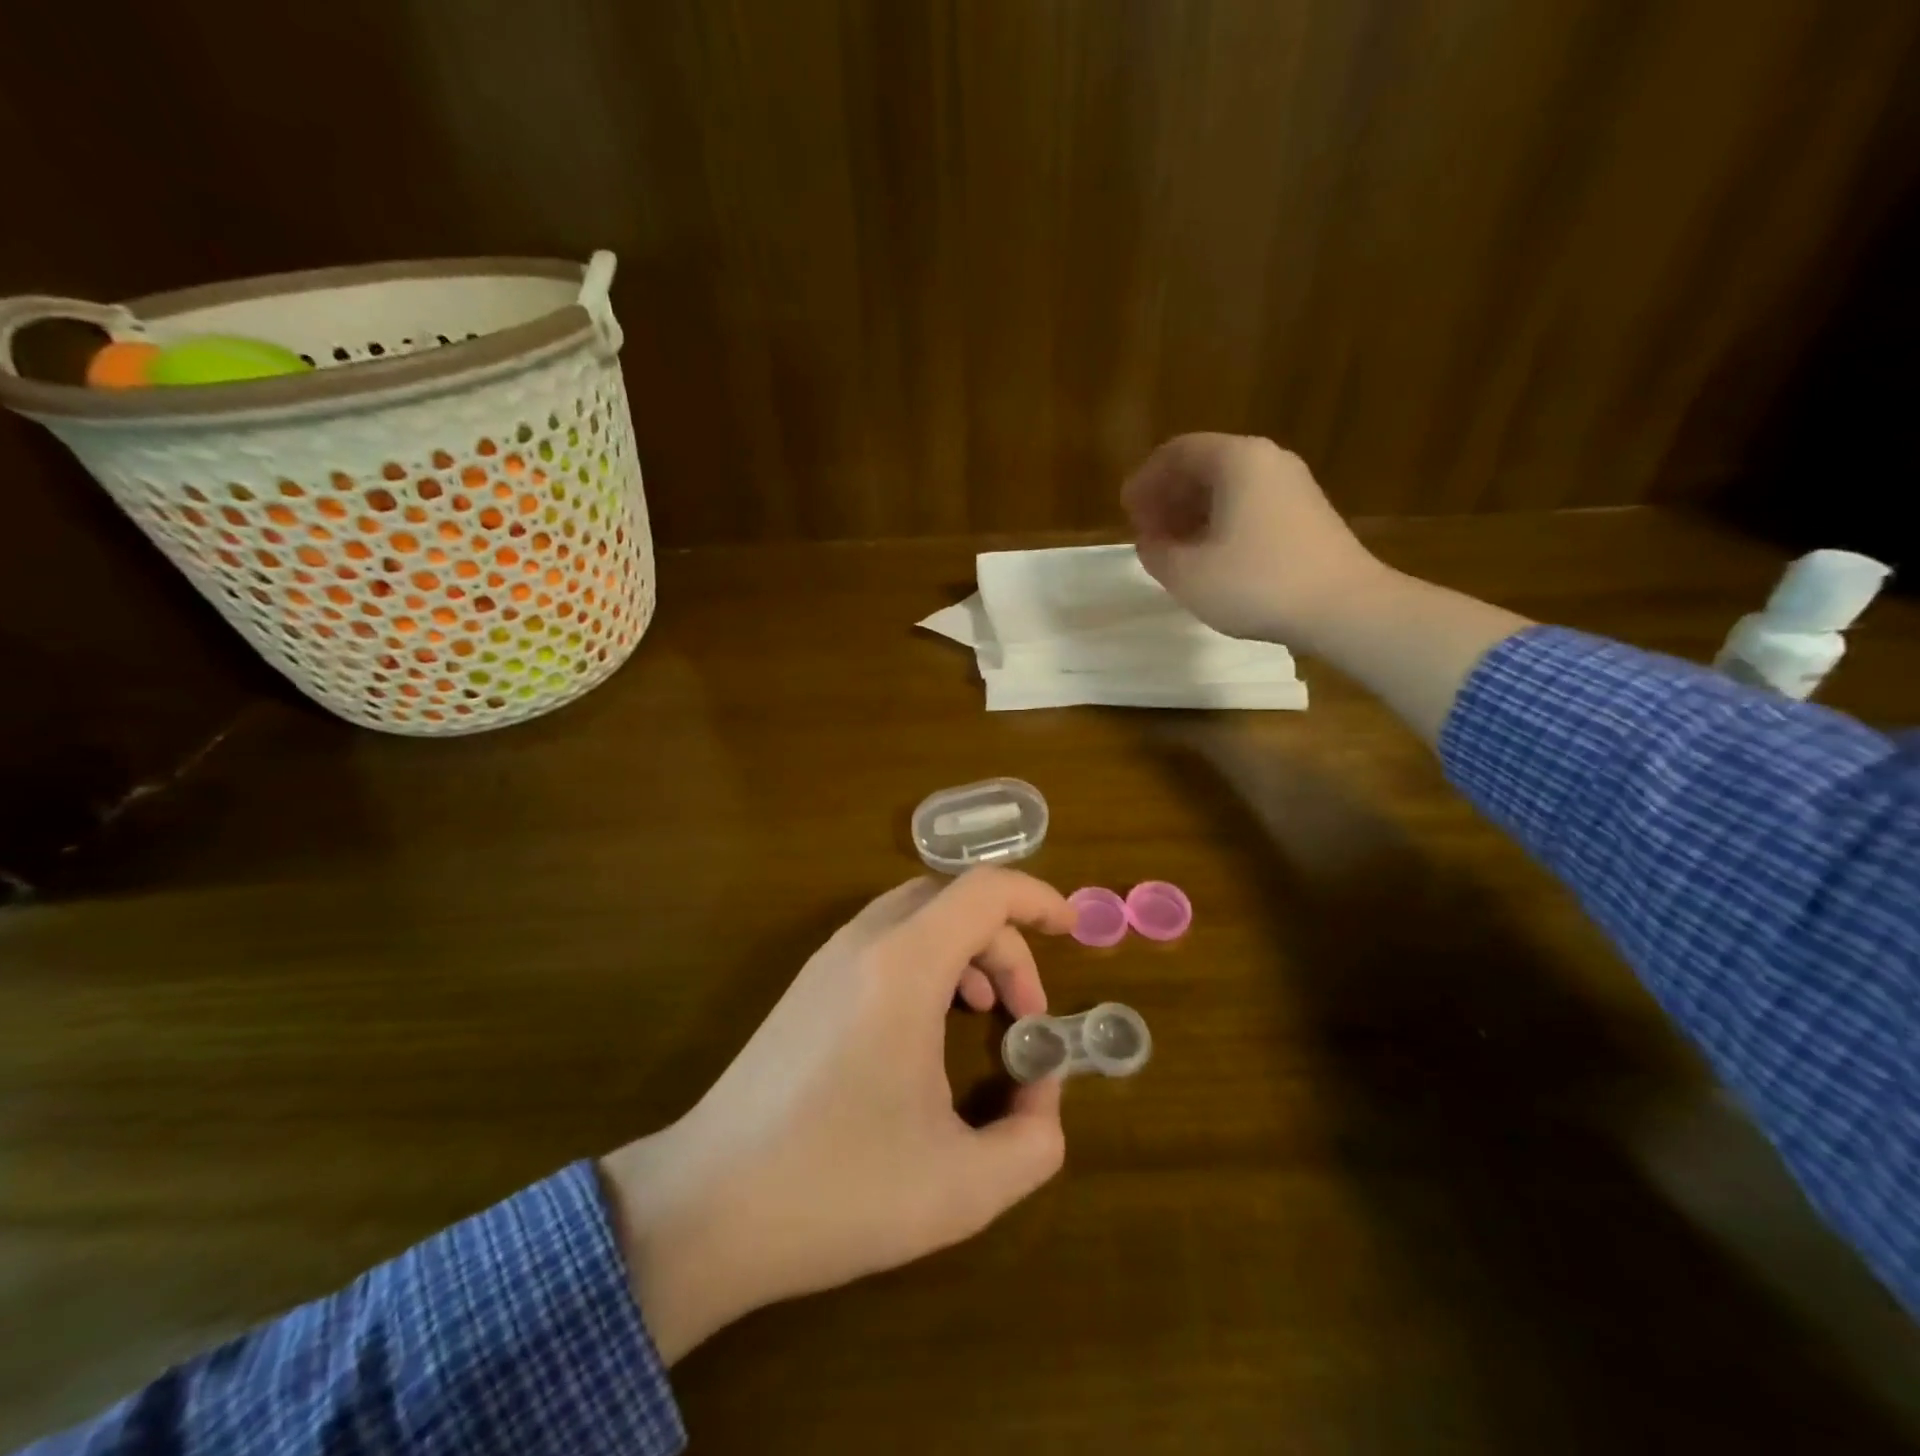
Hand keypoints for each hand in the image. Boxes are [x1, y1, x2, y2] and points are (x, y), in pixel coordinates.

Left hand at [600, 868, 1075, 1362]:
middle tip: (1026, 1016)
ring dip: (966, 949)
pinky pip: (885, 941)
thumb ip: (1033, 1142)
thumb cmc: (836, 1190)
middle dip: (1006, 944)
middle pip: (954, 900)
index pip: (984, 889)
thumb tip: (1042, 1098)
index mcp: (903, 967)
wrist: (704, 1208)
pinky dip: (928, 960)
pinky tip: (930, 1026)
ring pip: (917, 915)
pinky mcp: (807, 987)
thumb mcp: (961, 1188)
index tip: (1073, 931)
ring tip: (986, 1015)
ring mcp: (827, 961)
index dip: (1038, 898)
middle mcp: (864, 944)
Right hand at [1121, 432, 1385, 649]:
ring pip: (1228, 488)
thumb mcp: (1188, 574)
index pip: (1177, 452)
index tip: (1127, 512)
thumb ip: (1156, 552)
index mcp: (1236, 460)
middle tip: (1146, 531)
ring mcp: (1292, 487)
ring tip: (1173, 549)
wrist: (1344, 607)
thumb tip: (1149, 541)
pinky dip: (1220, 523)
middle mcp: (1267, 461)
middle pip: (1205, 466)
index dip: (1145, 480)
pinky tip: (1210, 557)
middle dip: (1168, 496)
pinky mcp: (1306, 515)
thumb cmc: (1257, 583)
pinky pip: (1249, 506)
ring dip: (1192, 513)